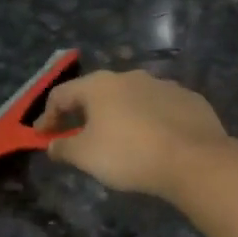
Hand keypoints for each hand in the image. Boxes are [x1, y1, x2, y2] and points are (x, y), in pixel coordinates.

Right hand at [36, 70, 231, 201]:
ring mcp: (164, 85)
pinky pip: (162, 109)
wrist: (193, 159)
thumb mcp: (86, 156)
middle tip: (80, 136)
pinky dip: (151, 121)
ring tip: (121, 140)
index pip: (62, 94)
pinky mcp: (191, 100)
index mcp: (100, 85)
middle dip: (86, 114)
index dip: (48, 116)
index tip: (44, 137)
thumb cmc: (129, 154)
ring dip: (121, 116)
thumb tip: (52, 145)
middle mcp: (131, 76)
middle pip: (98, 93)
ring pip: (133, 99)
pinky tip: (155, 141)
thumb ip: (64, 147)